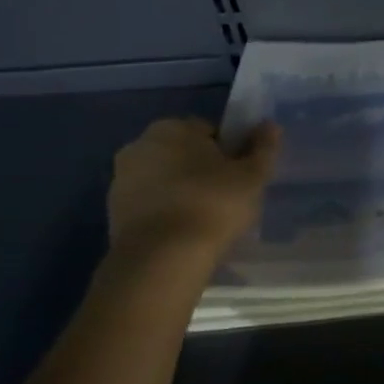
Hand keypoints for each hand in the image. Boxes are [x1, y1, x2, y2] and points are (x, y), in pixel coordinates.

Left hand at [107, 117, 279, 266]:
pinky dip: (166, 212)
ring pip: (164, 179)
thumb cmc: (213, 204)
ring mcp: (121, 180)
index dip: (229, 151)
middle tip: (227, 196)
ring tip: (207, 218)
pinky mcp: (113, 212)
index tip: (240, 174)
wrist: (162, 259)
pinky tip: (185, 232)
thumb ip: (263, 147)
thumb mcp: (252, 175)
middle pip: (183, 153)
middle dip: (201, 169)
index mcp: (172, 127)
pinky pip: (150, 204)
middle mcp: (139, 145)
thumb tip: (270, 125)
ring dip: (182, 190)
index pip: (209, 131)